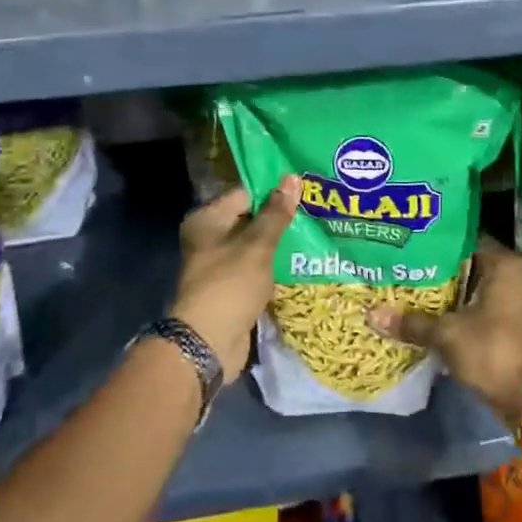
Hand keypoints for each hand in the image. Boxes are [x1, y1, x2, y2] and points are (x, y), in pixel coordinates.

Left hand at [171, 177, 298, 381]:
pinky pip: (257, 267)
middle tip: (315, 205)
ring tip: (315, 228)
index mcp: (207, 220)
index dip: (274, 188)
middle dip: (280, 215)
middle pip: (250, 217)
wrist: (208, 344)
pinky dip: (274, 264)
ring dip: (279, 241)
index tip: (304, 185)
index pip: (245, 193)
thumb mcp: (257, 246)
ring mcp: (220, 264)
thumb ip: (276, 213)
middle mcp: (209, 238)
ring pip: (255, 244)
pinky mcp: (232, 287)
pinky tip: (302, 258)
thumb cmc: (230, 285)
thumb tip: (292, 178)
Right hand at [368, 236, 521, 431]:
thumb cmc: (493, 352)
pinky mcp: (516, 322)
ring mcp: (519, 299)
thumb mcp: (447, 335)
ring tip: (415, 289)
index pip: (464, 239)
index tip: (410, 246)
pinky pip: (484, 304)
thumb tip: (372, 315)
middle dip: (440, 269)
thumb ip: (412, 322)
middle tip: (406, 267)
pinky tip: (436, 313)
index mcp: (504, 265)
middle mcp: (516, 275)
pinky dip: (464, 308)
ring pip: (476, 286)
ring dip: (451, 291)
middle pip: (470, 264)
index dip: (436, 243)